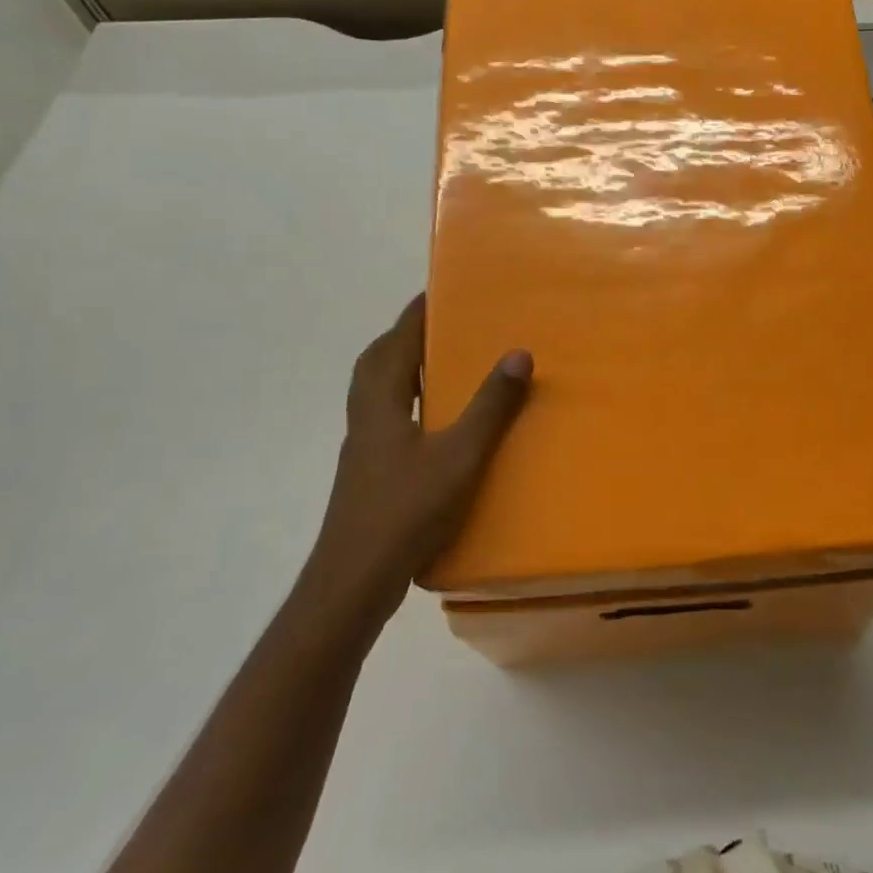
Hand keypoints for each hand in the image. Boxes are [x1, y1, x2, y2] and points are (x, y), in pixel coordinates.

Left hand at [307, 295, 532, 620]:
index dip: (415, 314)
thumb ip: (489, 406)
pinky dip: (405, 403)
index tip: (438, 290)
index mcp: (380, 403)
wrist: (354, 582)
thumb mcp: (459, 456)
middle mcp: (365, 418)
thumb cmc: (405, 510)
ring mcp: (362, 449)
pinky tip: (432, 423)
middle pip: (376, 363)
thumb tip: (519, 353)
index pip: (395, 342)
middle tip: (439, 326)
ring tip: (439, 366)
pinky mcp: (368, 474)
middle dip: (403, 338)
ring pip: (376, 393)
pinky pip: (385, 419)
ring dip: (401, 370)